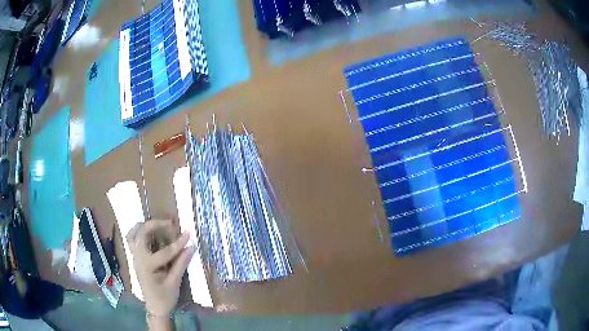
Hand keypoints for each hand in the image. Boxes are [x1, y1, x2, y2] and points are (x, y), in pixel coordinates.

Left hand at [127, 220, 194, 316]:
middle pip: (142, 234)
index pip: (165, 251)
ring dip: (143, 226)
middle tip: (169, 224)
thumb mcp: (175, 282)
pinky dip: (139, 232)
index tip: (188, 233)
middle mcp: (138, 258)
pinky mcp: (135, 258)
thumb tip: (191, 247)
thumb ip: (181, 264)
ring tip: (157, 225)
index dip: (178, 243)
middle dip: (155, 225)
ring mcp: (135, 257)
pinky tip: (149, 234)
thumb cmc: (165, 297)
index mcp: (148, 266)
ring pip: (133, 234)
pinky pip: (132, 239)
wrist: (155, 307)